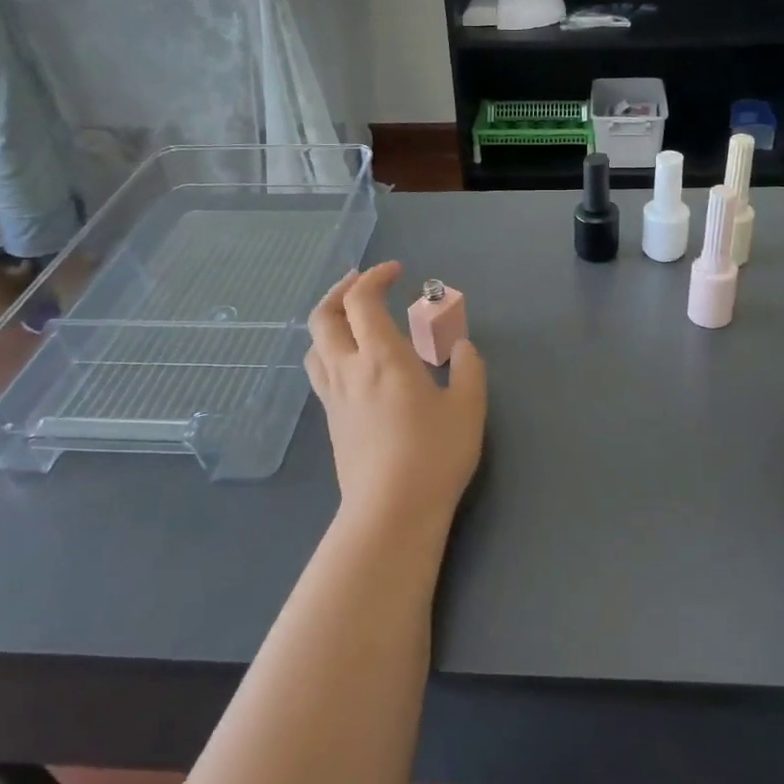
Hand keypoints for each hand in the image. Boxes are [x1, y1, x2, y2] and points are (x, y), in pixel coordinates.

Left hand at [306, 263, 486, 538]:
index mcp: (382, 356)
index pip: (362, 299)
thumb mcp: (468, 408)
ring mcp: (334, 396)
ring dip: (329, 322)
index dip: (374, 277)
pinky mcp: (331, 421)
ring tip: (351, 321)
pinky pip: (320, 372)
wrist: (390, 511)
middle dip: (340, 291)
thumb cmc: (434, 455)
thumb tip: (462, 348)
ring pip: (314, 345)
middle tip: (362, 284)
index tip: (396, 271)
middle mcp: (349, 368)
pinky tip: (353, 365)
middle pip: (324, 316)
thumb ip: (469, 369)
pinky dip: (330, 351)